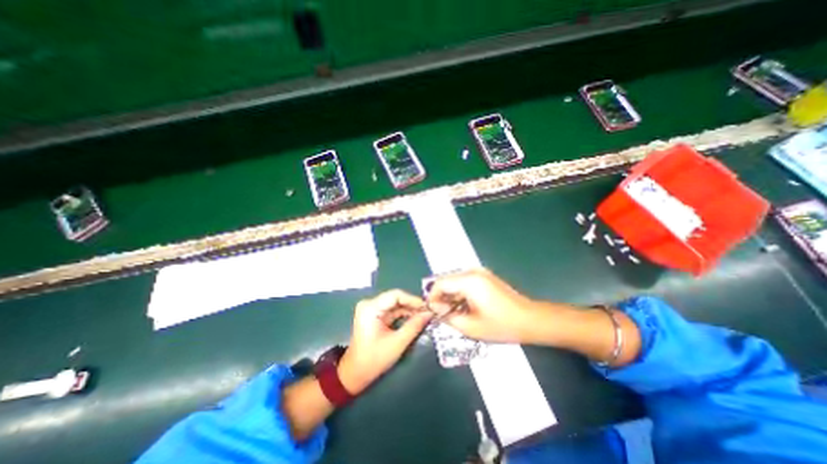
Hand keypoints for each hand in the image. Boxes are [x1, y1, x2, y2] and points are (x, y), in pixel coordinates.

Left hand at [335, 290, 433, 394]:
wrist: (355, 374)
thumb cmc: (374, 359)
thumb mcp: (397, 343)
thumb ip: (414, 326)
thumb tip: (429, 313)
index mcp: (371, 307)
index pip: (396, 295)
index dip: (413, 300)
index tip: (428, 307)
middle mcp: (370, 304)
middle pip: (396, 298)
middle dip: (413, 305)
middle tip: (428, 312)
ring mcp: (371, 309)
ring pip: (396, 303)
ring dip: (409, 310)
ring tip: (424, 316)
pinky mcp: (375, 315)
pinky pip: (392, 310)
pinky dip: (403, 314)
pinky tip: (415, 319)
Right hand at [431, 271, 539, 342]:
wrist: (530, 319)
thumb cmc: (502, 325)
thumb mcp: (471, 327)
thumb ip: (448, 317)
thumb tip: (435, 309)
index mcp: (469, 281)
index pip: (440, 283)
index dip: (432, 297)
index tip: (432, 312)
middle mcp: (473, 272)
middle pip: (447, 280)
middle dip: (441, 297)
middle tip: (443, 314)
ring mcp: (480, 272)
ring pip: (455, 281)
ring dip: (450, 295)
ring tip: (454, 313)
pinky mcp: (485, 276)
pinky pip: (464, 281)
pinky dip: (460, 293)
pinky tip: (465, 307)